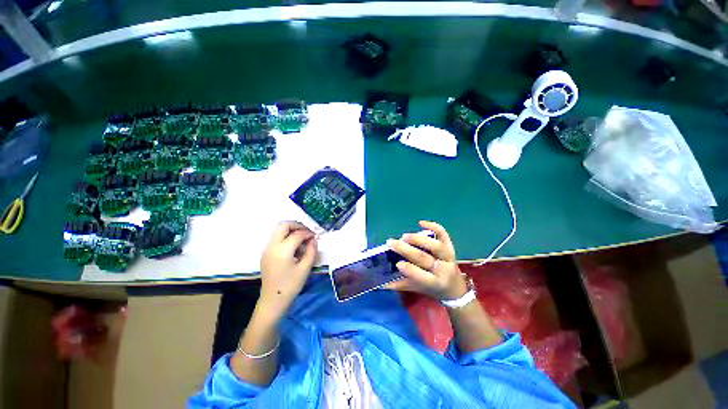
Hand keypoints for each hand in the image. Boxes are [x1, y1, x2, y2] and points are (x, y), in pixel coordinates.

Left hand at [259, 221, 317, 317]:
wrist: (273, 300)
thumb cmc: (291, 285)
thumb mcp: (305, 268)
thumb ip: (312, 250)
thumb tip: (314, 238)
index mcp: (282, 250)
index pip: (297, 234)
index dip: (308, 233)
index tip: (315, 236)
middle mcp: (272, 246)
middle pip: (284, 225)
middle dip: (297, 225)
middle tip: (307, 233)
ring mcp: (267, 248)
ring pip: (279, 230)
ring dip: (291, 230)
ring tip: (302, 239)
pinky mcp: (266, 252)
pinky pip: (276, 237)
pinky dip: (286, 236)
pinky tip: (294, 246)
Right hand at [385, 221, 467, 299]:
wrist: (454, 287)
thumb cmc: (432, 288)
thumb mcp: (416, 289)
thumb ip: (399, 285)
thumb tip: (380, 282)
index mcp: (436, 283)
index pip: (424, 277)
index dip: (411, 270)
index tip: (397, 264)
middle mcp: (444, 269)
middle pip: (425, 258)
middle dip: (407, 250)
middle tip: (392, 243)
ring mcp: (448, 256)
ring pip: (435, 246)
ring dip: (418, 239)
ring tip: (404, 236)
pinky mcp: (449, 246)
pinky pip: (443, 235)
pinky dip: (433, 226)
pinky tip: (421, 223)